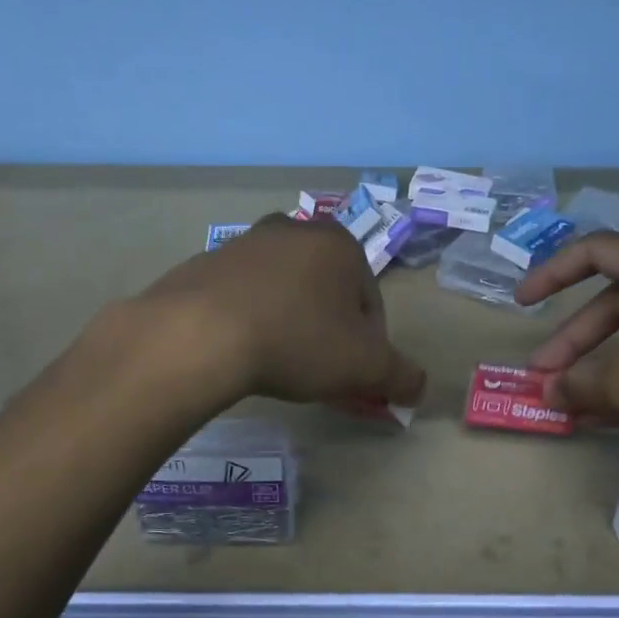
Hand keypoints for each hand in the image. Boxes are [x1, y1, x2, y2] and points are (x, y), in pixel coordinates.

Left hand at [130, 215, 426, 409]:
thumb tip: (418, 387)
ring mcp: (244, 243)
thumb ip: (400, 376)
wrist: (200, 334)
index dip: (368, 344)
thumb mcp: (364, 367)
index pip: (369, 300)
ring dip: (289, 323)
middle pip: (326, 291)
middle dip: (328, 330)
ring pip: (283, 291)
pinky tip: (241, 351)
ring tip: (277, 364)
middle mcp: (293, 230)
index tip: (353, 376)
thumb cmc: (298, 341)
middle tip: (317, 371)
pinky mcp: (204, 263)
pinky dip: (249, 320)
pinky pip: (241, 296)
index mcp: (339, 243)